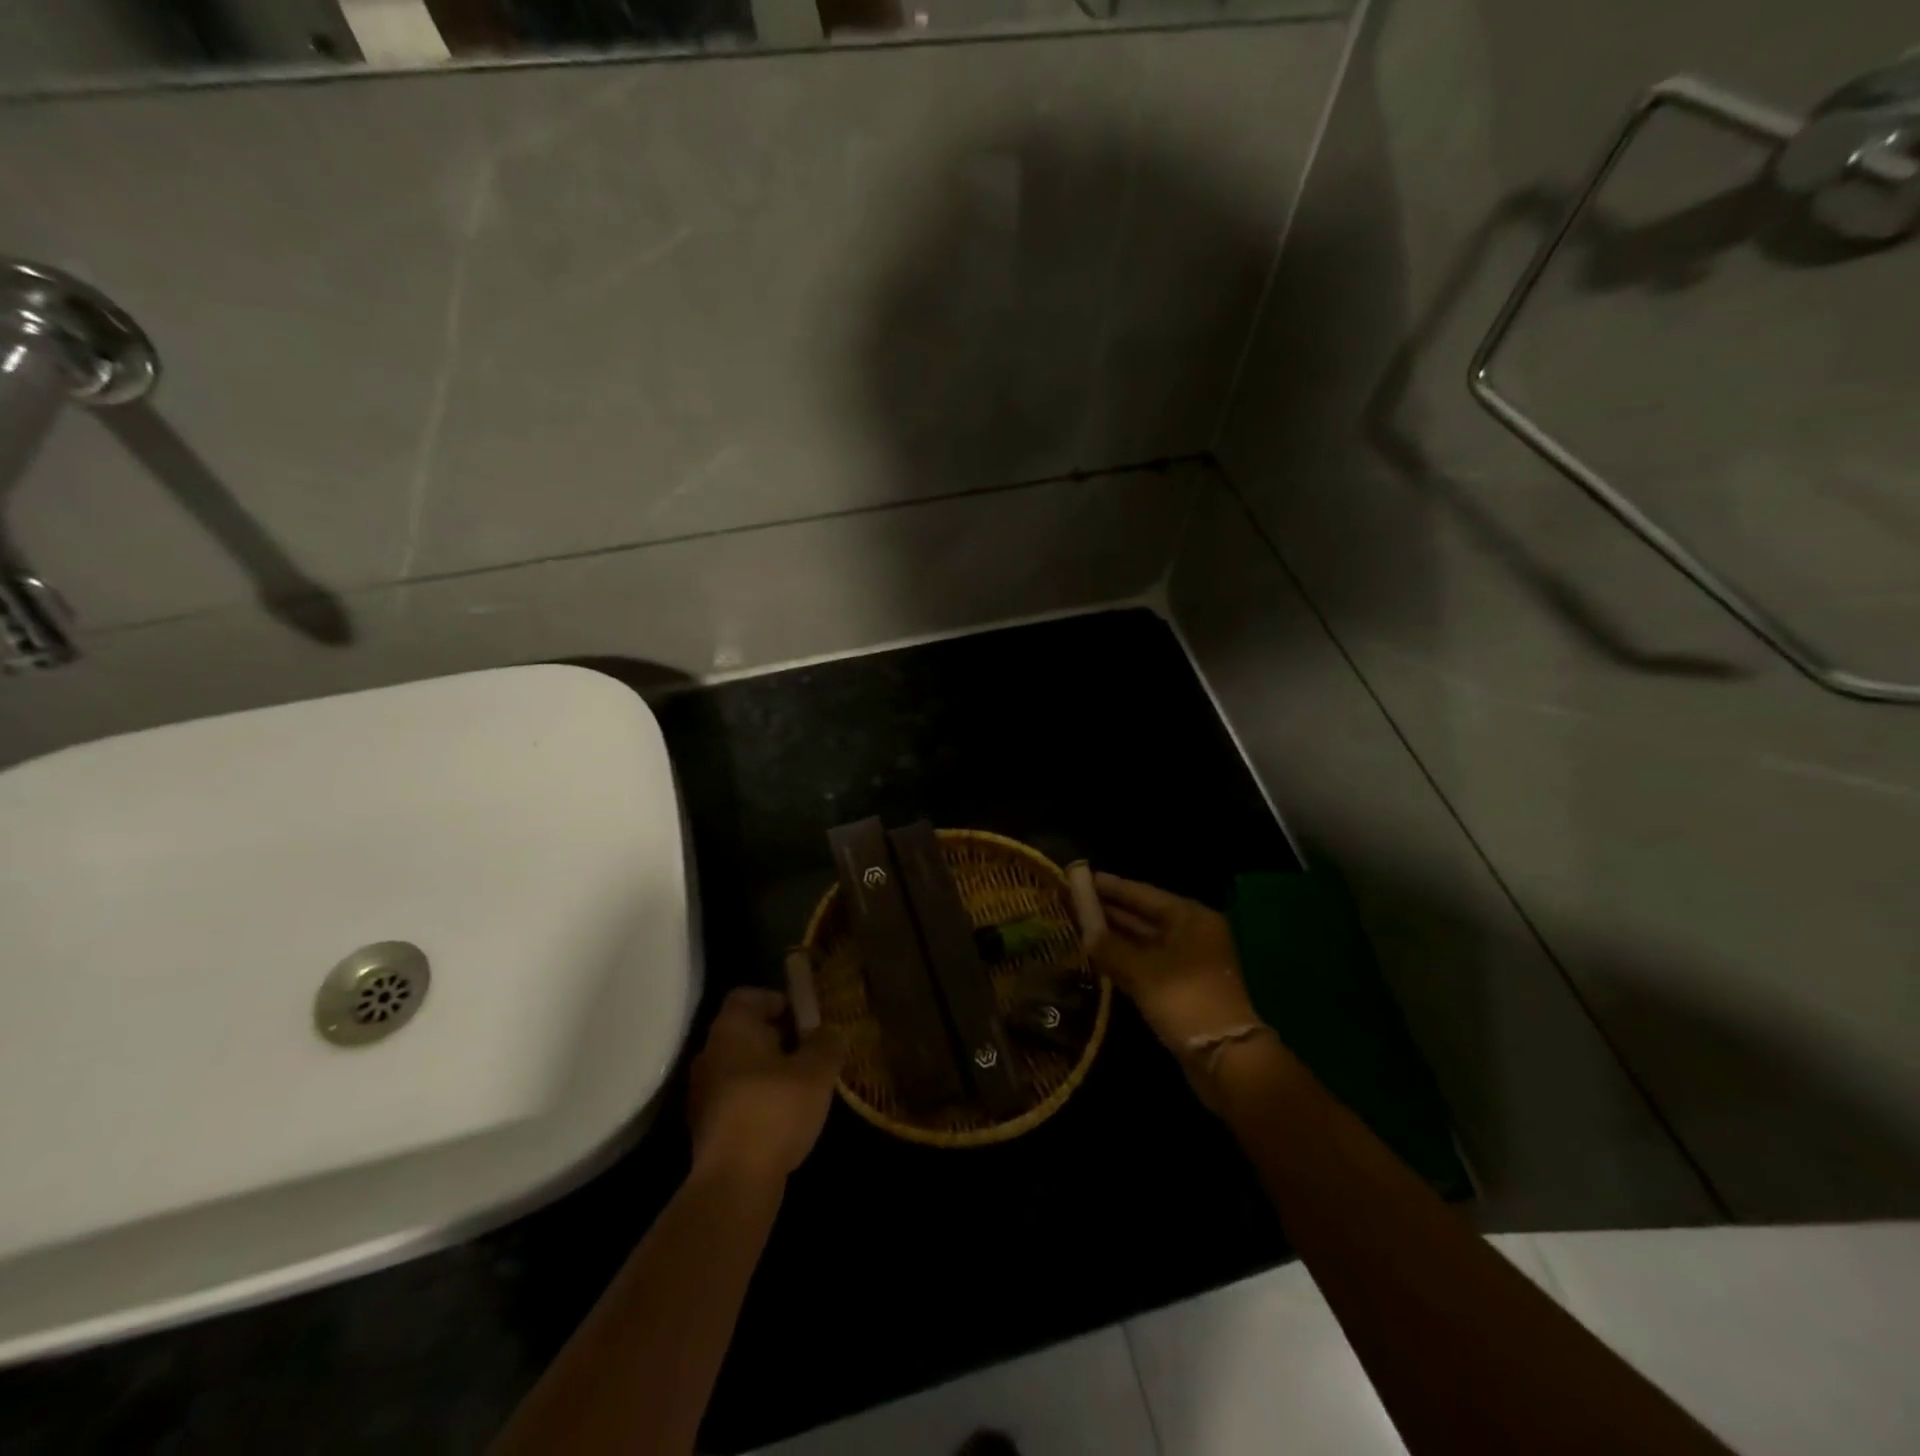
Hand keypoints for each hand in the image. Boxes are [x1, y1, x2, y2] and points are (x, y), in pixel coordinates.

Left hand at [687, 988, 848, 1186]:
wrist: (734, 1182)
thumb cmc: (775, 1109)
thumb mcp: (817, 1071)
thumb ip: (827, 1043)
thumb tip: (829, 1031)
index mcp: (732, 1028)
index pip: (747, 996)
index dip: (777, 1000)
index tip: (803, 1019)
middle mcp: (709, 1052)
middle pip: (744, 1031)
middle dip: (777, 1037)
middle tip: (809, 1052)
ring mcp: (702, 1091)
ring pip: (740, 1066)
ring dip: (767, 1071)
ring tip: (800, 1088)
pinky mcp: (705, 1126)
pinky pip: (735, 1097)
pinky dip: (756, 1099)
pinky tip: (782, 1119)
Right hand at [1091, 873, 1260, 1054]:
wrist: (1224, 1056)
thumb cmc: (1185, 999)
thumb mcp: (1141, 970)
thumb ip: (1110, 947)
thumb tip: (1084, 932)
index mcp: (1190, 917)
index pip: (1142, 893)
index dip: (1111, 886)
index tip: (1081, 876)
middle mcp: (1191, 933)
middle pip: (1143, 915)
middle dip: (1109, 910)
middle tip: (1073, 900)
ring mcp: (1187, 961)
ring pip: (1143, 941)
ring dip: (1114, 936)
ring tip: (1077, 925)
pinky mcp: (1180, 987)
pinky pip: (1145, 963)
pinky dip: (1123, 959)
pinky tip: (1097, 956)